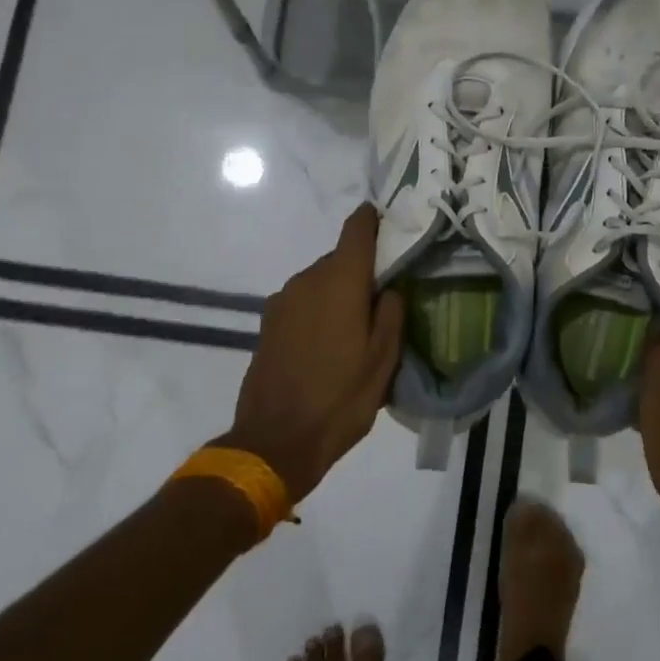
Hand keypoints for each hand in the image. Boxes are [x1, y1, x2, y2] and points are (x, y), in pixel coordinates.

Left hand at [222, 206, 404, 504]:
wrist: (274, 441)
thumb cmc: (340, 399)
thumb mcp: (383, 360)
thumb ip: (391, 313)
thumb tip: (388, 288)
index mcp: (339, 281)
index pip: (357, 229)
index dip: (374, 220)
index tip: (391, 223)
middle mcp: (307, 280)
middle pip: (340, 258)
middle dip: (362, 271)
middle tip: (385, 297)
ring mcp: (282, 301)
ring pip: (320, 281)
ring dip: (340, 293)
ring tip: (358, 328)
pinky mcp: (268, 322)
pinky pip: (303, 302)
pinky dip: (320, 310)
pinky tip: (330, 343)